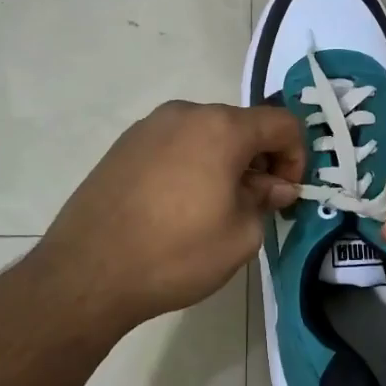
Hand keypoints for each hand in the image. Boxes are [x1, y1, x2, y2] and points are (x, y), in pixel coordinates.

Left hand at [33, 101, 305, 329]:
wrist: (87, 271)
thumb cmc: (175, 253)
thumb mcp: (240, 236)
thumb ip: (266, 200)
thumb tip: (274, 186)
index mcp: (221, 127)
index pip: (282, 124)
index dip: (297, 156)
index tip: (288, 194)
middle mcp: (185, 114)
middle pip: (241, 126)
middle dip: (259, 159)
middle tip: (256, 203)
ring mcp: (149, 126)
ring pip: (206, 134)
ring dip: (224, 161)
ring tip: (215, 207)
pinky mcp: (124, 144)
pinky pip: (175, 144)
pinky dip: (191, 164)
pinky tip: (178, 205)